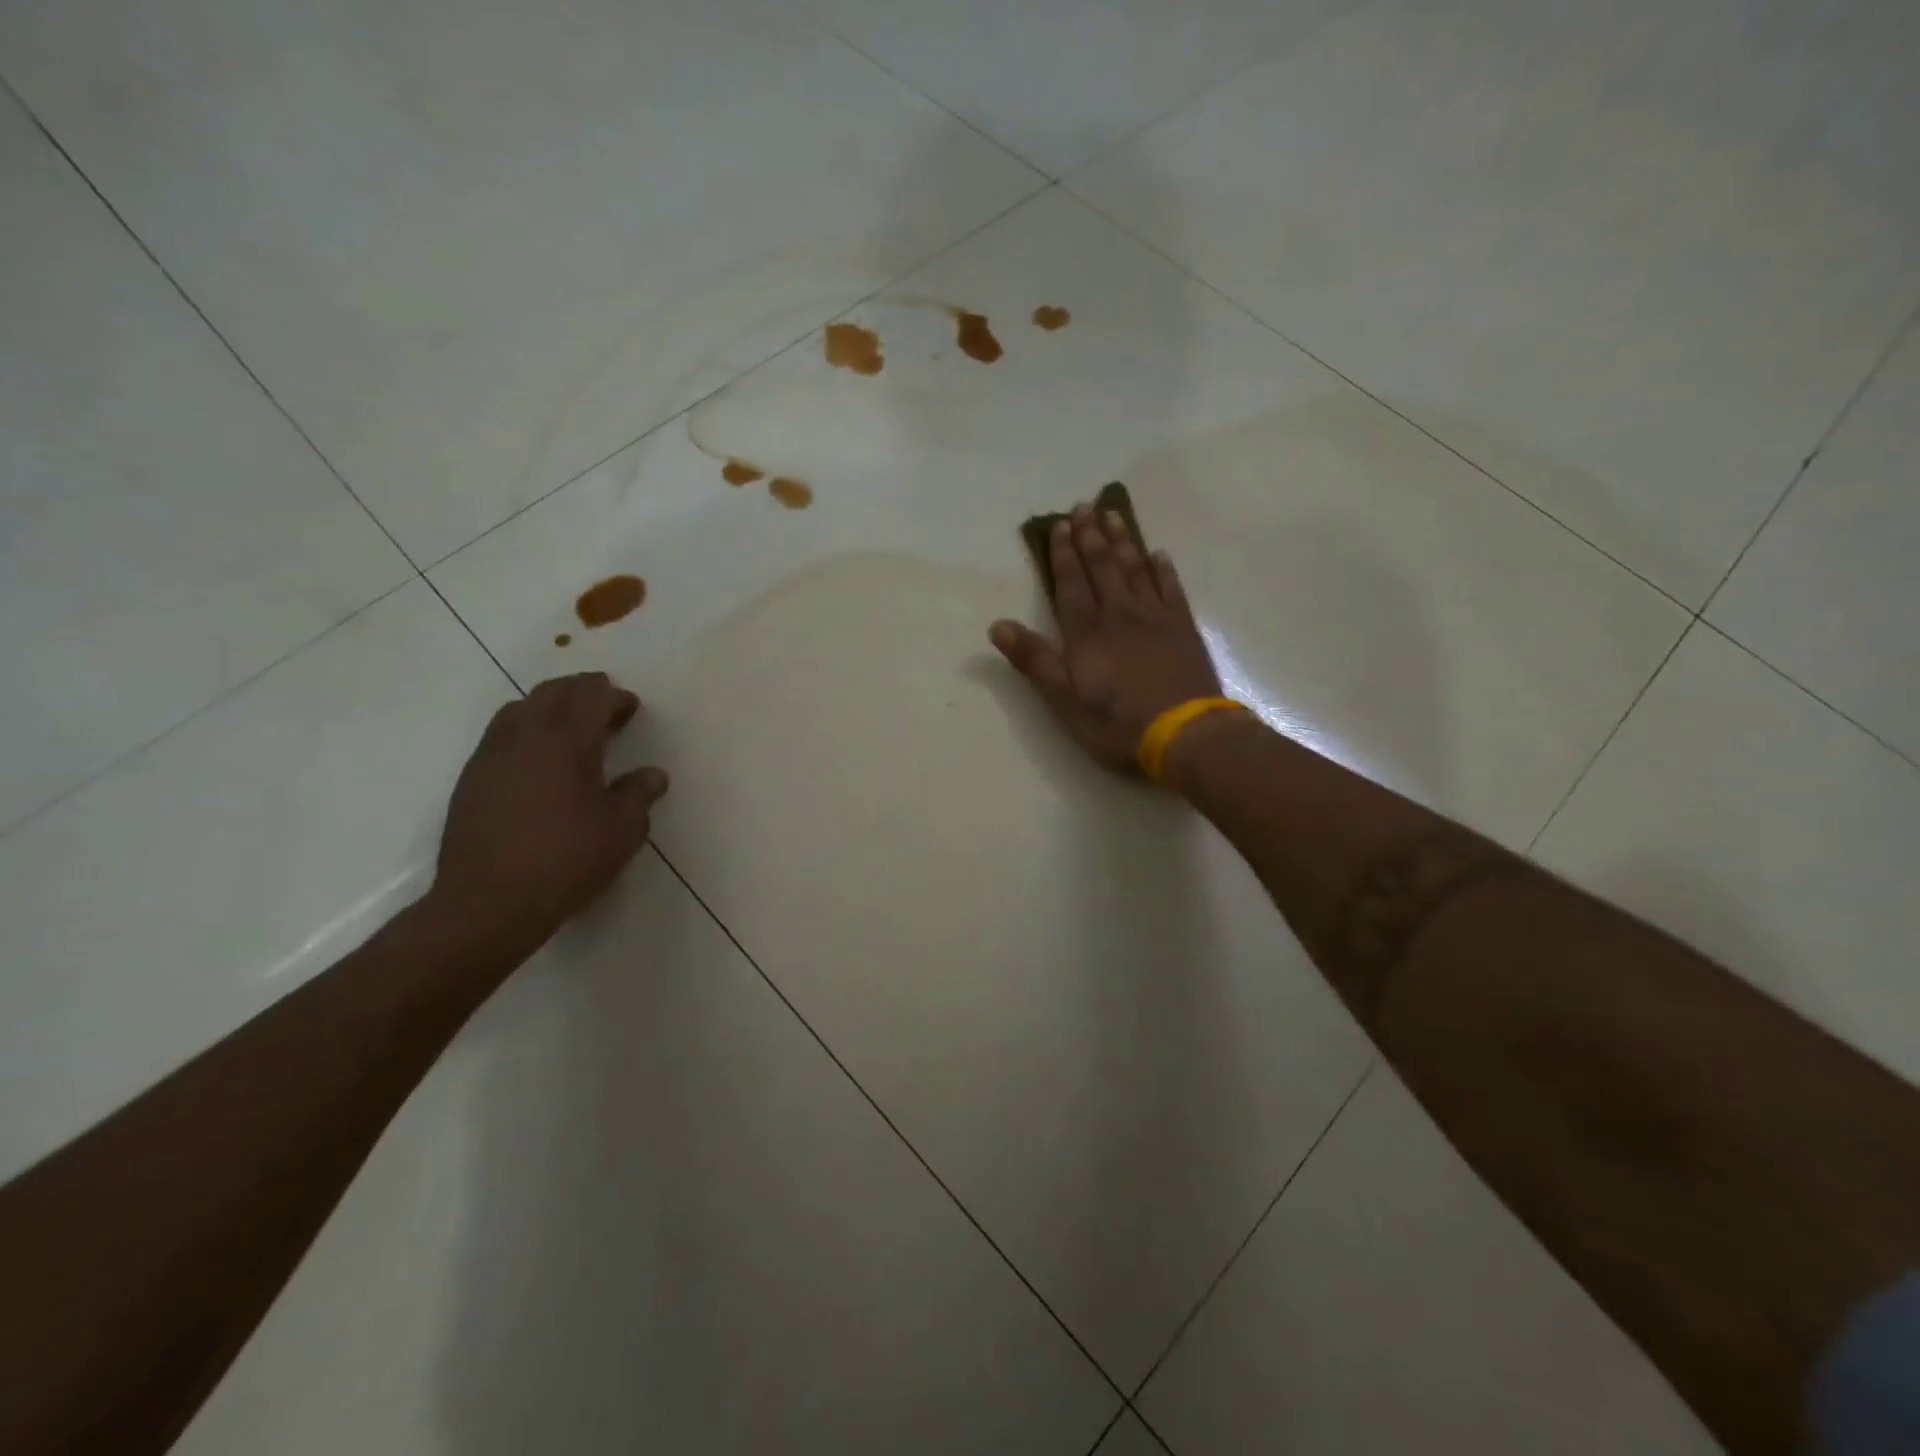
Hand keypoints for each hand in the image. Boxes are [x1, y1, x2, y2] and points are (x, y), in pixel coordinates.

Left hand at [430, 672, 668, 952]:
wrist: (487, 904)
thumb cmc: (566, 861)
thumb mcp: (621, 831)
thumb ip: (638, 795)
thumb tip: (653, 774)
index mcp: (566, 742)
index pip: (591, 698)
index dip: (614, 697)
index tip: (631, 707)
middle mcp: (524, 737)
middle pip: (552, 693)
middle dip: (581, 690)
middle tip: (604, 704)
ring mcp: (490, 756)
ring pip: (519, 709)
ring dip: (549, 707)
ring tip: (570, 727)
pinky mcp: (470, 780)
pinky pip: (500, 735)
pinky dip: (525, 730)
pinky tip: (538, 761)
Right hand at [990, 504, 1222, 772]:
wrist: (1184, 735)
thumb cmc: (1116, 723)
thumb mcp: (1063, 699)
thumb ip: (1034, 660)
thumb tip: (998, 625)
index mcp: (1086, 631)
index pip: (1071, 583)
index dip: (1063, 554)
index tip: (1060, 525)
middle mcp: (1119, 614)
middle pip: (1102, 567)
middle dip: (1090, 536)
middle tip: (1084, 507)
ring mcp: (1155, 618)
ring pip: (1135, 570)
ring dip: (1123, 541)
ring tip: (1113, 515)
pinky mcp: (1183, 628)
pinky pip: (1171, 589)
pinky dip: (1163, 569)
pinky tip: (1158, 554)